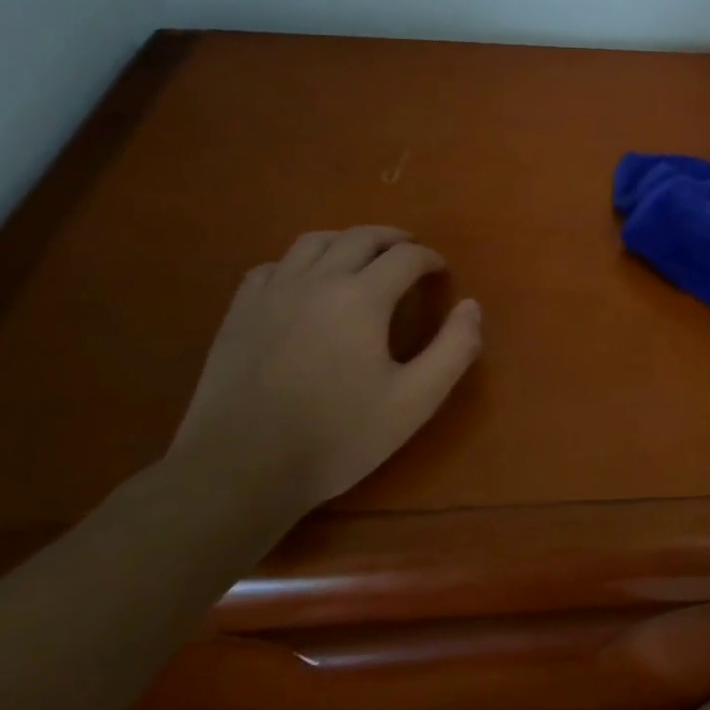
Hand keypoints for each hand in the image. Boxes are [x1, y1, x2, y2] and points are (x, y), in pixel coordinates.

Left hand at [170, 226, 481, 516]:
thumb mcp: (415, 400)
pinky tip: (305, 283)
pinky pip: (273, 267)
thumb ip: (454, 348)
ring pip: (313, 242)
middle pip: (360, 237)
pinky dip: (299, 263)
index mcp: (362, 297)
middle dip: (392, 239)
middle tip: (409, 252)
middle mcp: (317, 281)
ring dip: (346, 241)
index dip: (429, 259)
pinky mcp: (239, 314)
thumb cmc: (337, 437)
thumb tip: (471, 306)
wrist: (238, 473)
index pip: (406, 257)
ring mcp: (272, 294)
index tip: (441, 272)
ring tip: (362, 257)